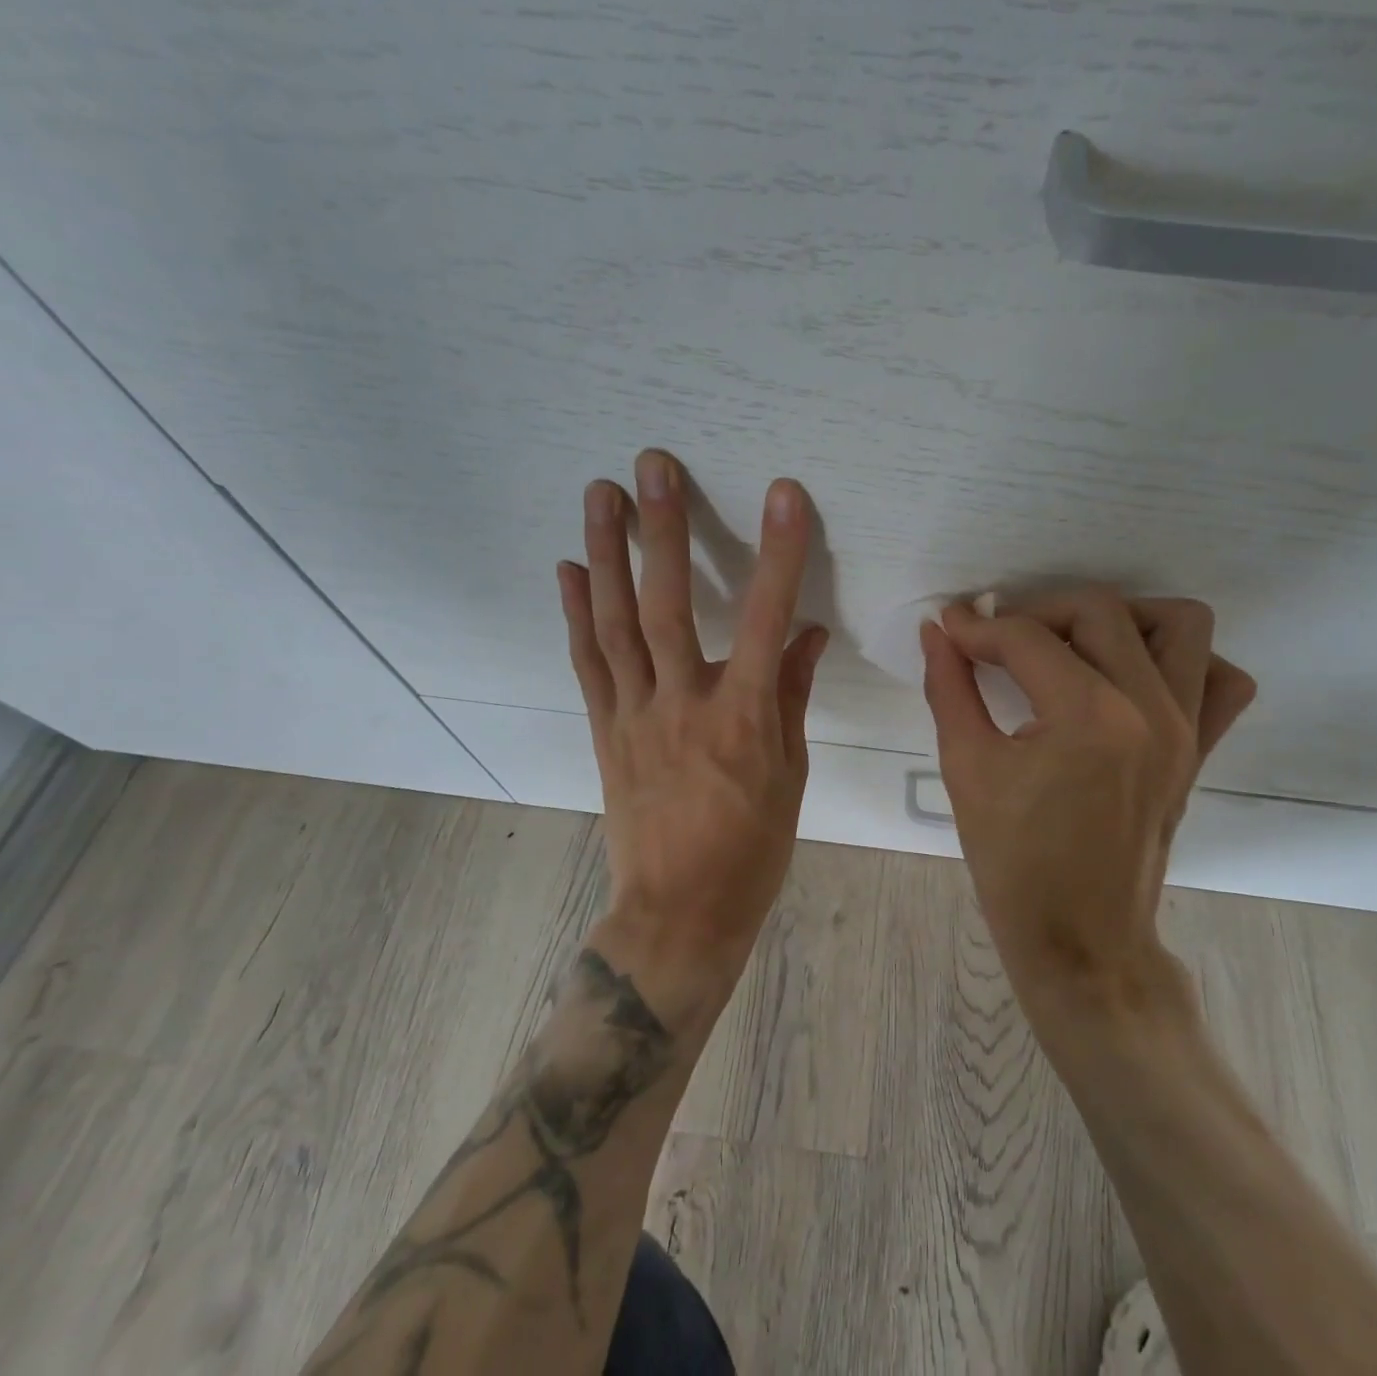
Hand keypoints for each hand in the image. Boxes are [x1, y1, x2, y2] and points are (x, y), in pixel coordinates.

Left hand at [559, 450, 827, 988]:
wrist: (679, 912)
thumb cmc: (752, 849)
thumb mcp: (790, 775)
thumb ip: (791, 696)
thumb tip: (806, 633)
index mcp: (743, 717)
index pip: (766, 620)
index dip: (778, 554)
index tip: (784, 495)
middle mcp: (682, 704)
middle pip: (668, 604)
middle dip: (662, 530)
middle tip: (652, 465)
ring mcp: (634, 715)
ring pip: (616, 623)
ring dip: (607, 553)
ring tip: (600, 494)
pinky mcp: (605, 730)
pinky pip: (589, 663)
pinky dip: (578, 613)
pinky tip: (571, 569)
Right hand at [921, 589, 1254, 1001]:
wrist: (1080, 939)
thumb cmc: (1013, 863)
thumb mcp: (967, 769)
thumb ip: (949, 688)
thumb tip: (936, 632)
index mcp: (1087, 717)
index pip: (1027, 637)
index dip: (977, 626)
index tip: (949, 627)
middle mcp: (1150, 709)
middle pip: (1100, 610)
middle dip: (1038, 612)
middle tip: (999, 640)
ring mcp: (1187, 728)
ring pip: (1179, 624)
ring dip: (1121, 619)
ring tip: (1072, 647)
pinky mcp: (1201, 750)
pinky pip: (1219, 680)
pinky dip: (1181, 661)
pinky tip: (1131, 678)